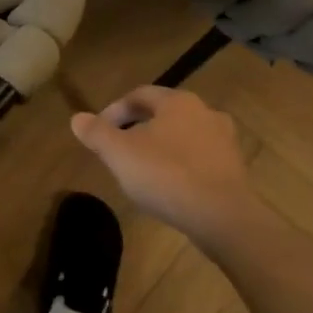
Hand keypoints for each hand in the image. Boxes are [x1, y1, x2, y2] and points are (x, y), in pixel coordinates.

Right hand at [71, 86, 261, 245]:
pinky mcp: (235, 168)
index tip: (99, 132)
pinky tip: (169, 186)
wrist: (222, 217)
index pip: (139, 95)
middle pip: (163, 114)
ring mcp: (225, 140)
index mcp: (178, 102)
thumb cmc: (166, 176)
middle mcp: (206, 112)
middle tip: (119, 150)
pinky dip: (180, 165)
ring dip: (161, 147)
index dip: (114, 111)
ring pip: (183, 136)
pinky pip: (199, 158)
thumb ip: (97, 133)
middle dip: (138, 128)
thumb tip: (77, 118)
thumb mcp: (119, 154)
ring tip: (143, 169)